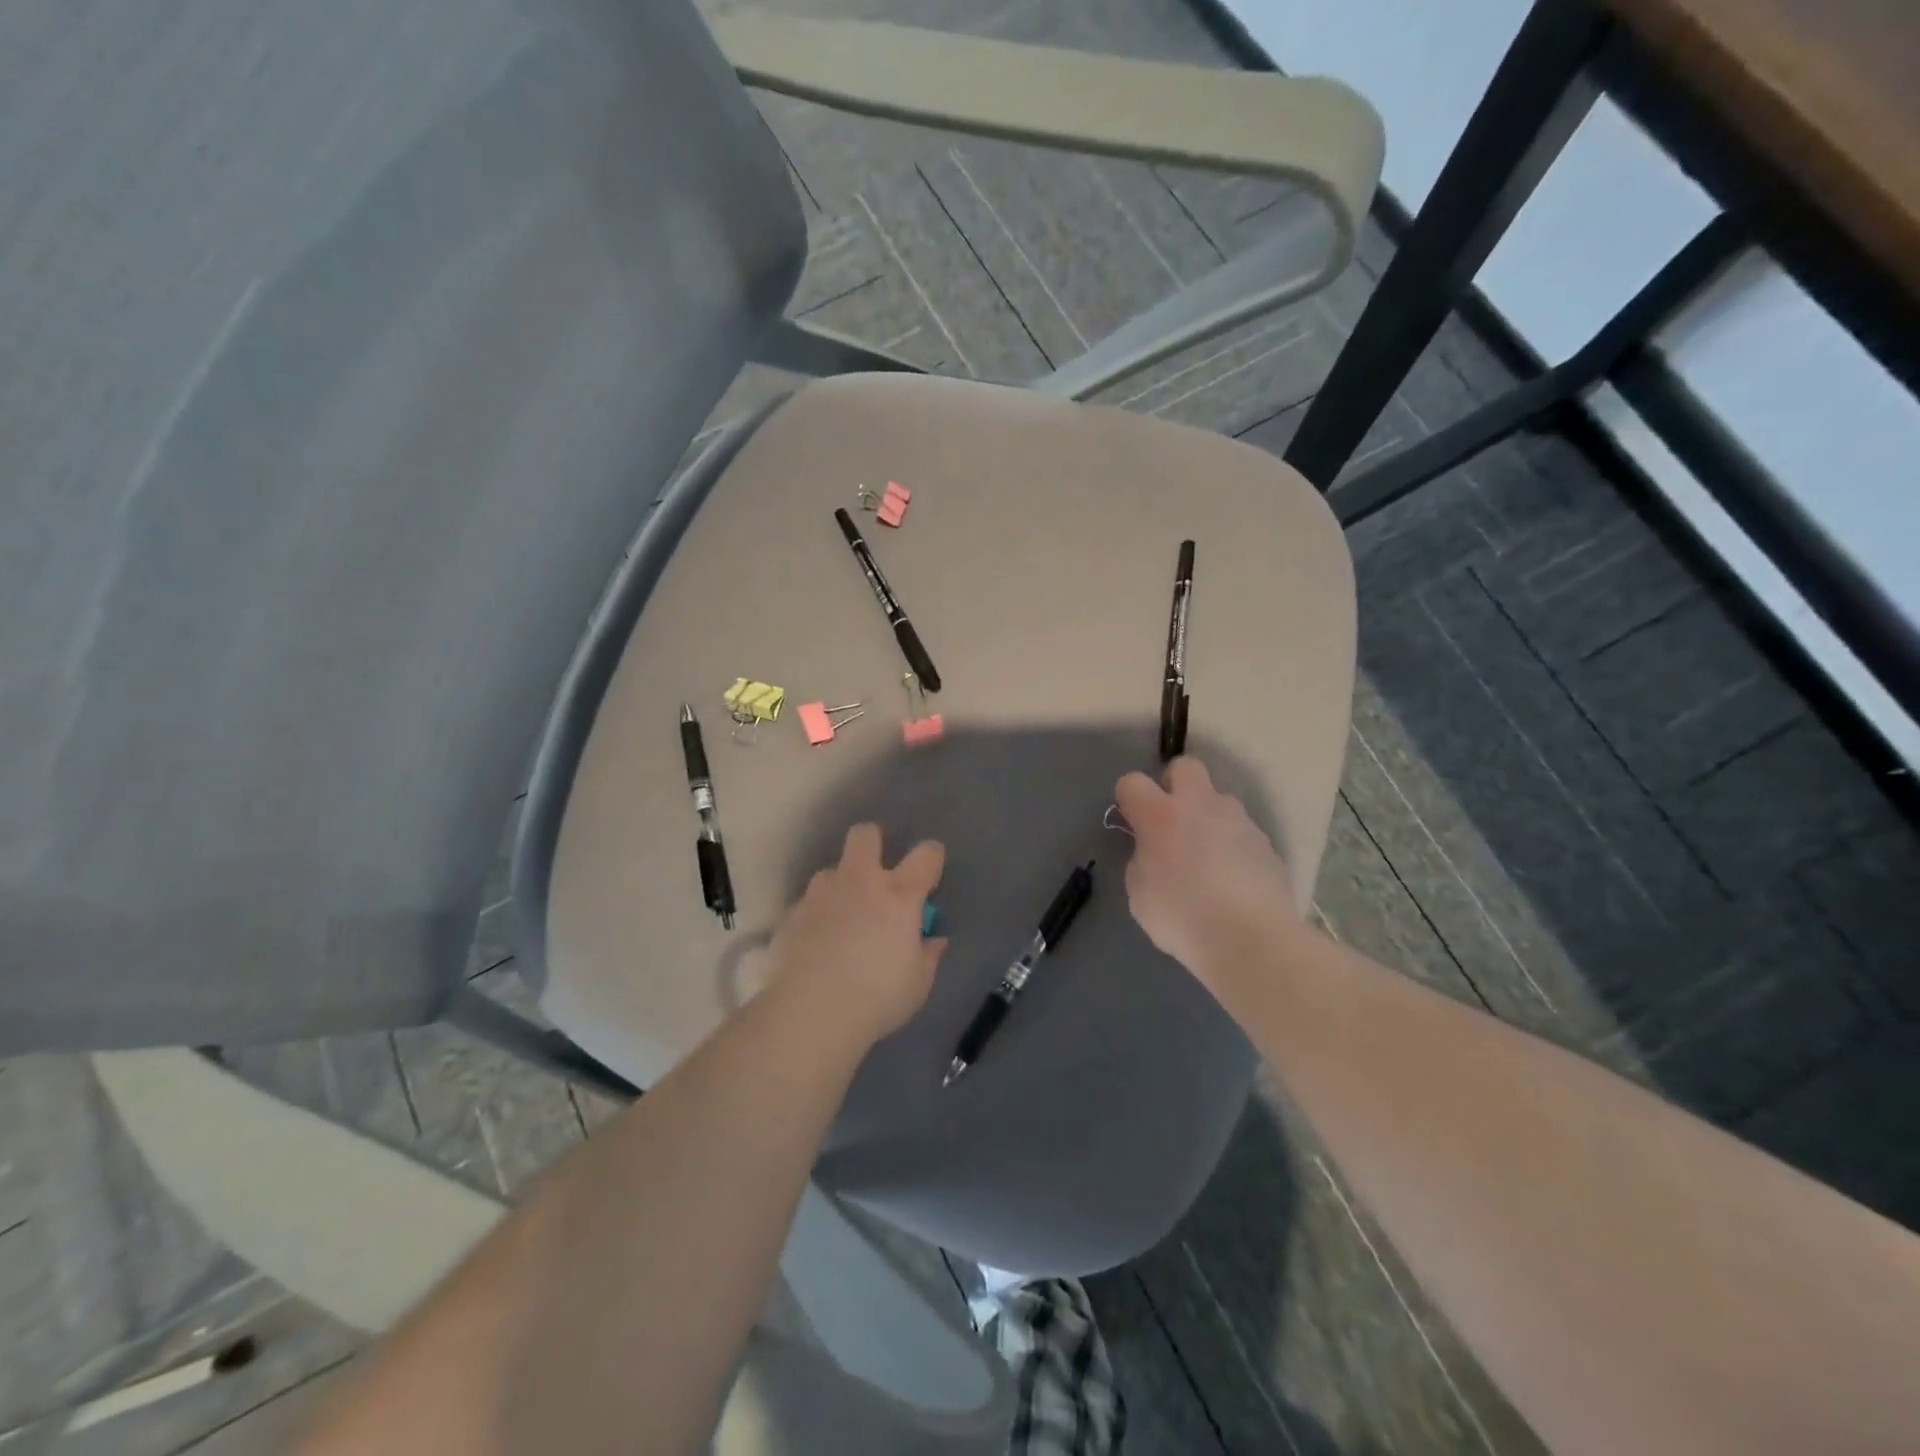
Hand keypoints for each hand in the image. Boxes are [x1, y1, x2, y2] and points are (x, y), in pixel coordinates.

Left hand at [765, 823, 947, 1047]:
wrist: (810, 1011)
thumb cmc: (877, 997)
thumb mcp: (917, 984)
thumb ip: (927, 956)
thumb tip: (933, 941)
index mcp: (899, 895)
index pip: (925, 855)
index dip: (931, 858)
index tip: (930, 873)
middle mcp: (859, 882)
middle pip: (865, 835)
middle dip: (872, 842)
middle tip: (874, 872)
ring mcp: (821, 895)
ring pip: (830, 872)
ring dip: (839, 888)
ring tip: (840, 921)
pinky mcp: (791, 915)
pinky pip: (808, 906)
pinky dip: (815, 919)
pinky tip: (814, 948)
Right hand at [1114, 758, 1301, 990]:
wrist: (1251, 939)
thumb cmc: (1181, 916)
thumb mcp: (1140, 893)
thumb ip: (1142, 860)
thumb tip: (1154, 853)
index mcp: (1160, 815)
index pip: (1132, 782)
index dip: (1128, 798)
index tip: (1131, 822)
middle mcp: (1200, 805)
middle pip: (1185, 767)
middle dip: (1175, 785)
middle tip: (1172, 821)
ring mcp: (1239, 821)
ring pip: (1219, 801)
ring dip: (1208, 819)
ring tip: (1207, 860)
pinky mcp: (1266, 844)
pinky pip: (1242, 833)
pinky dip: (1233, 848)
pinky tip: (1233, 882)